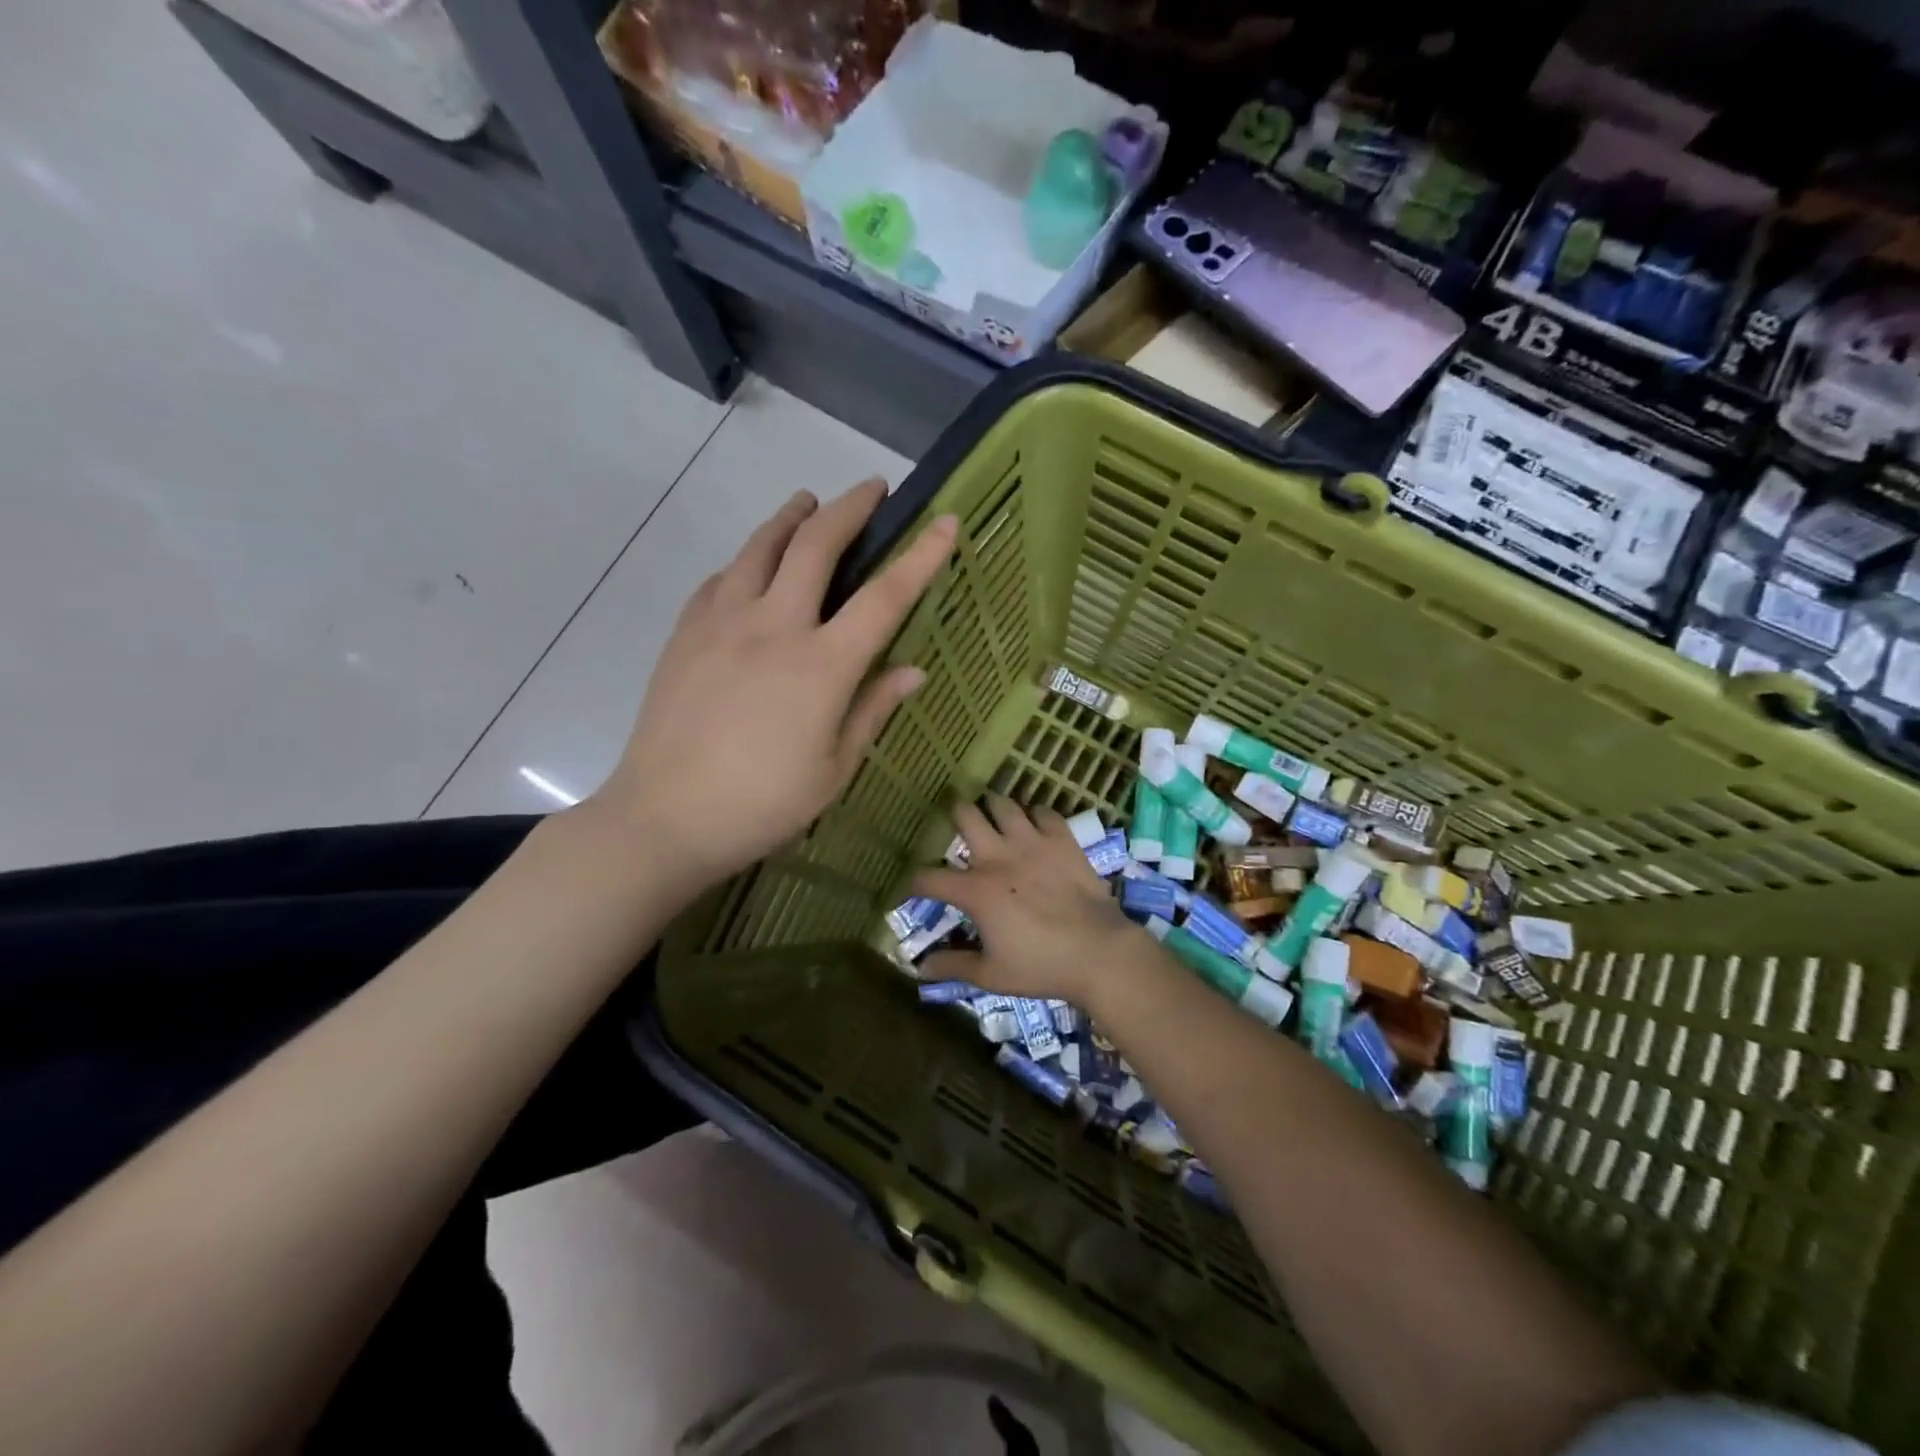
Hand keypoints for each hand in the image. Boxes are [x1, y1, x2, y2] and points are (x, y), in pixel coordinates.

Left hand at [581, 479, 956, 892]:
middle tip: (870, 489)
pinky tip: (749, 568)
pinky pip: (720, 580)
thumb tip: (914, 671)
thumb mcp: (834, 769)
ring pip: (760, 548)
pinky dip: (745, 562)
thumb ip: (873, 710)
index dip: (921, 556)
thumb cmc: (763, 805)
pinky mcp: (685, 633)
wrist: (664, 818)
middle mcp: (773, 627)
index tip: (946, 522)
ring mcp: (722, 623)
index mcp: (822, 665)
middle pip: (816, 546)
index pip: (884, 598)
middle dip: (849, 508)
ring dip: (790, 518)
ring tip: (806, 503)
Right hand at [914, 796, 1140, 1005]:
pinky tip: (1036, 826)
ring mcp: (1032, 843)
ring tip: (994, 815)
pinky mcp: (1062, 840)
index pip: (929, 878)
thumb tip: (921, 968)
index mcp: (975, 891)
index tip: (917, 887)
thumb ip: (954, 966)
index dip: (916, 882)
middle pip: (965, 816)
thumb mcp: (991, 975)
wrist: (1099, 951)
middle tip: (960, 826)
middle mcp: (998, 857)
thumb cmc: (1041, 966)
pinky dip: (1036, 815)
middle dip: (956, 816)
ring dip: (994, 808)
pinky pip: (1044, 812)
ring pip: (1004, 805)